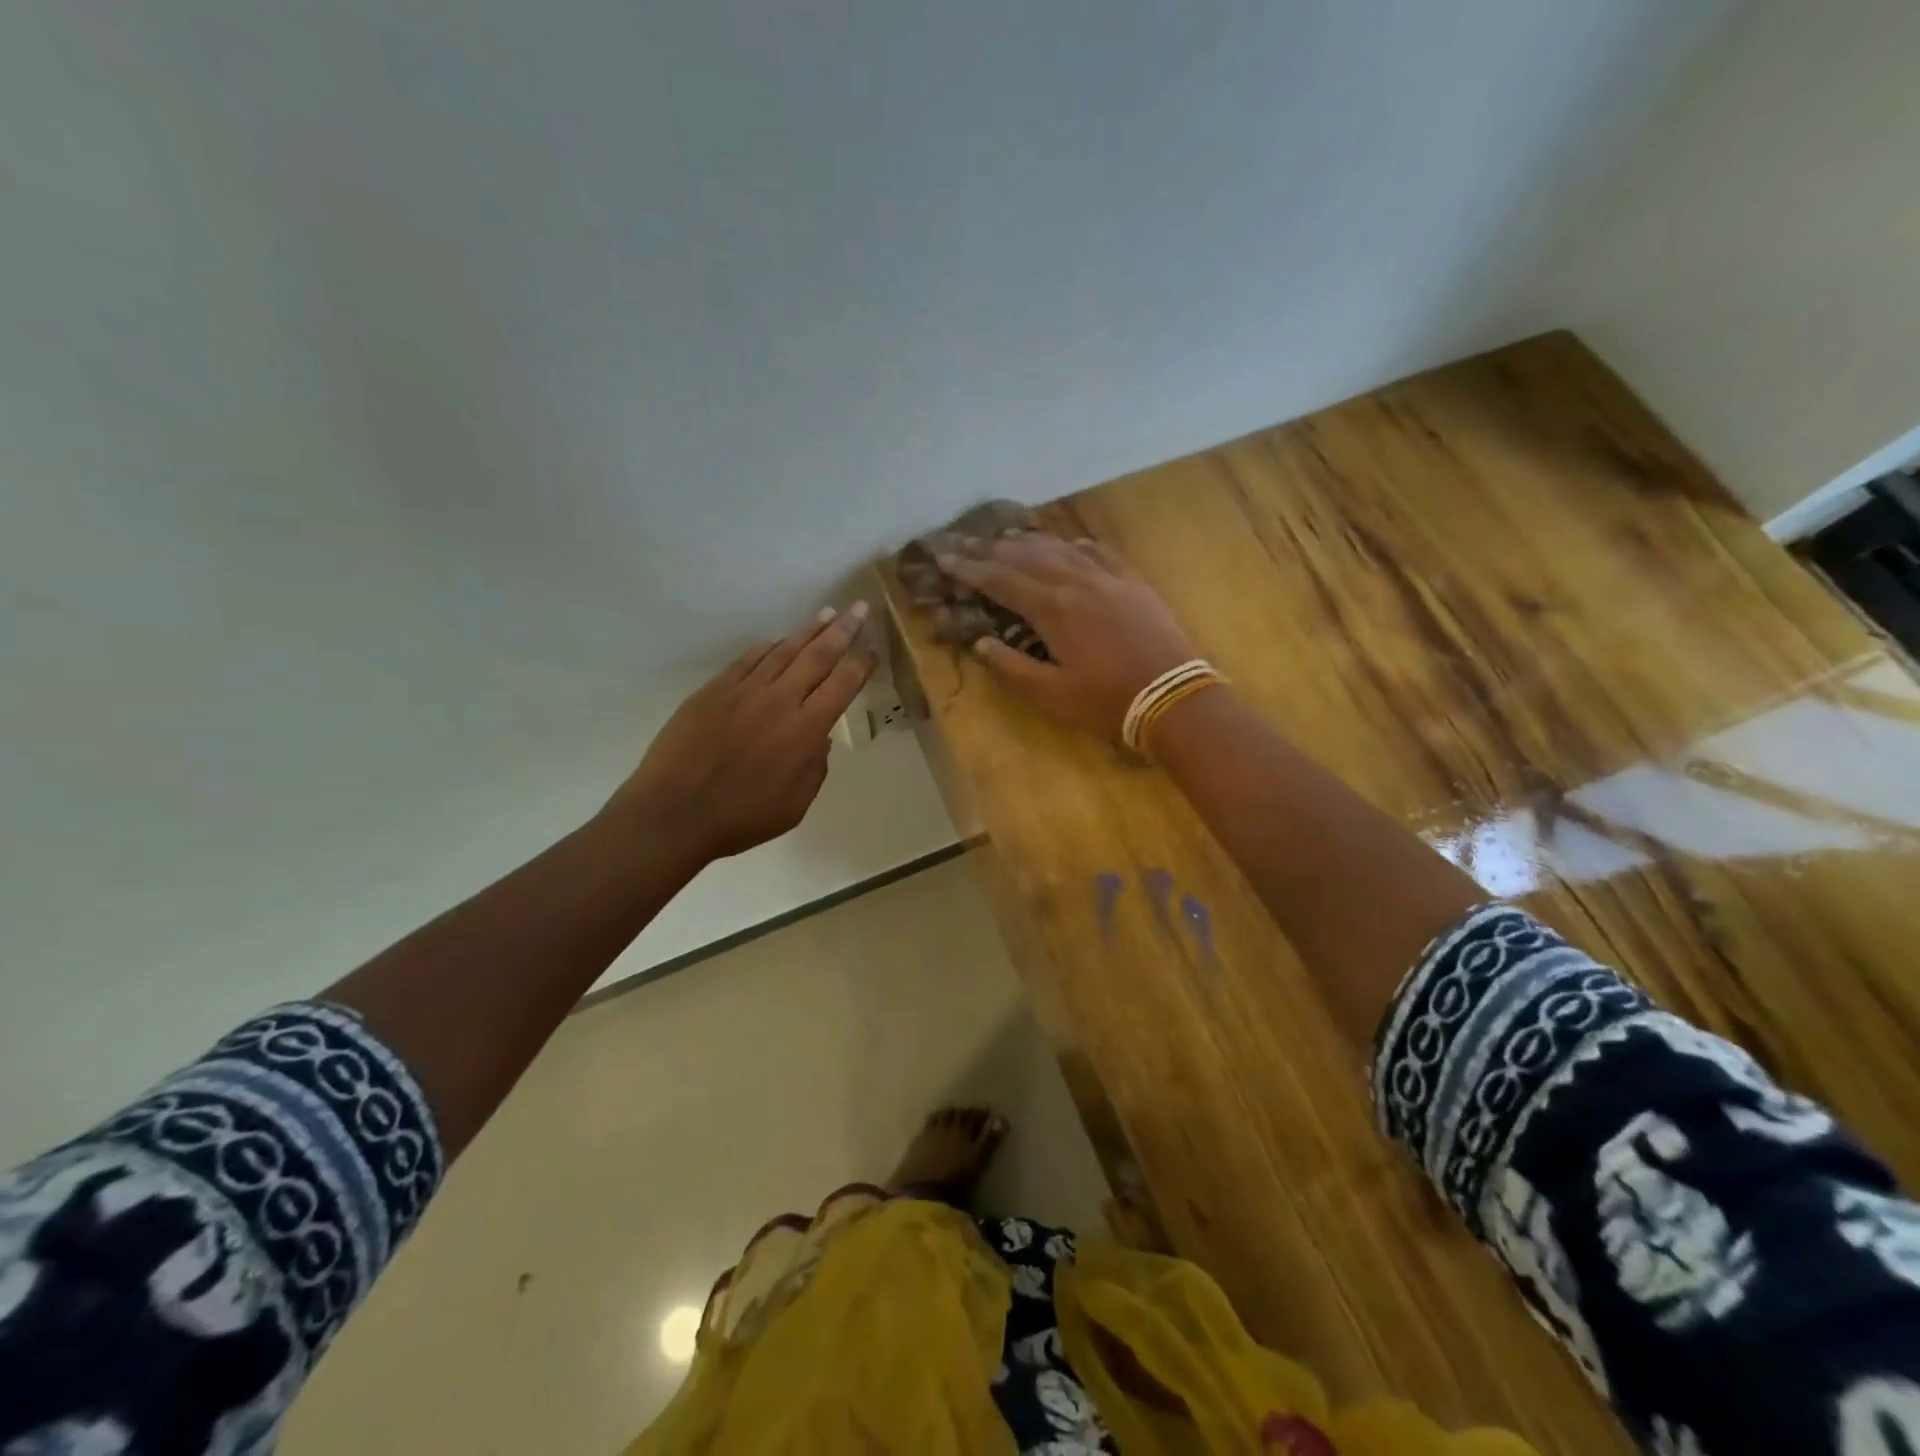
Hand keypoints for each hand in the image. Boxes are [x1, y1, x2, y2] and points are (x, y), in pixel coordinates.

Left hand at [604, 604, 874, 860]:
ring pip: (783, 651)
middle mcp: (780, 700)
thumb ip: (814, 767)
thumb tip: (818, 738)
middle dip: (843, 630)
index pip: (843, 685)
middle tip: (859, 608)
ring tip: (826, 614)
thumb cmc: (741, 817)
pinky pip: (748, 661)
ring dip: (808, 631)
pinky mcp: (714, 690)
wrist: (674, 812)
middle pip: (818, 656)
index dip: (862, 664)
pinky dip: (767, 648)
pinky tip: (777, 640)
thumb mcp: (795, 805)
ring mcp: (744, 691)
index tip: (873, 649)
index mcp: (805, 731)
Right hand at [940, 536, 1195, 739]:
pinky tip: (1067, 544)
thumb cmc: (1107, 701)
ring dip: (1028, 541)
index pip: (1001, 580)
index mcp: (1053, 608)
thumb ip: (1011, 668)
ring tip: (1004, 536)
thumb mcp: (1051, 695)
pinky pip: (1098, 552)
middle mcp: (1076, 581)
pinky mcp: (1132, 582)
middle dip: (990, 549)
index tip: (943, 559)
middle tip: (962, 541)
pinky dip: (1075, 545)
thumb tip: (981, 643)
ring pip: (1060, 548)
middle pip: (1025, 556)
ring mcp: (1107, 577)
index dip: (969, 569)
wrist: (1173, 695)